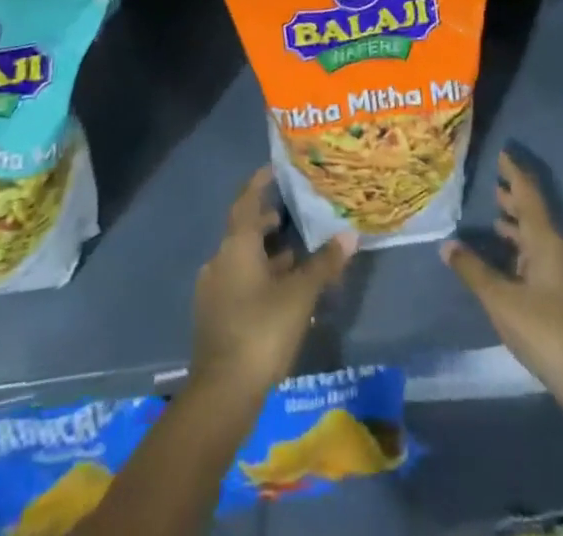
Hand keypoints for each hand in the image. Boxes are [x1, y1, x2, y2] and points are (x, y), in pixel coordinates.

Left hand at [191, 168, 355, 409]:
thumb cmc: (261, 331)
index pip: (247, 201)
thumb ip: (323, 264)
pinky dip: (259, 276)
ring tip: (295, 255)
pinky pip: (239, 282)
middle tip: (292, 213)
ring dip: (265, 253)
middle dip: (267, 221)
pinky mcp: (215, 316)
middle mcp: (220, 259)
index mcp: (236, 245)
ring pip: (242, 259)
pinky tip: (280, 292)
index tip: (274, 168)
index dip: (260, 183)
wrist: (222, 394)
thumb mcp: (299, 295)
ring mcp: (214, 289)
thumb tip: (348, 235)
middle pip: (244, 230)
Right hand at [442, 152, 562, 440]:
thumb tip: (447, 244)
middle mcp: (561, 251)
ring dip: (519, 228)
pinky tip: (512, 265)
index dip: (513, 174)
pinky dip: (525, 252)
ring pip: (540, 240)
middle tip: (493, 186)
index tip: (502, 154)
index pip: (527, 196)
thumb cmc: (548, 332)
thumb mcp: (502, 302)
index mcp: (547, 242)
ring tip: (497, 221)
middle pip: (535, 216)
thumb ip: (474, 271)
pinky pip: (544, 260)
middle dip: (514, 201)